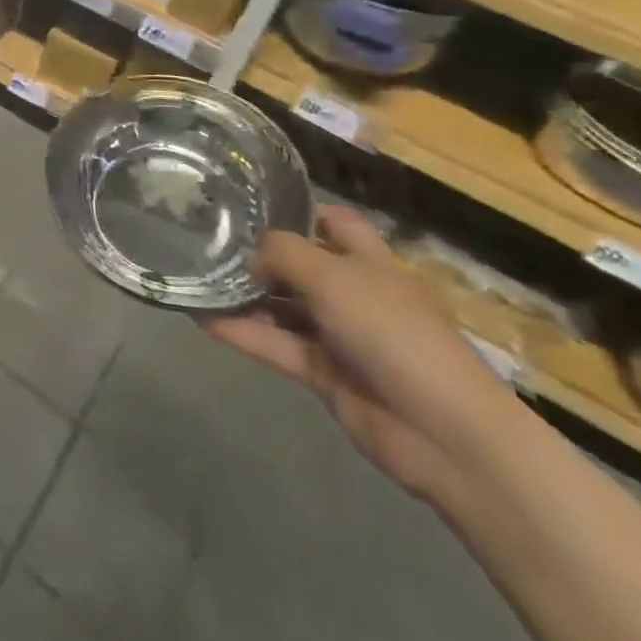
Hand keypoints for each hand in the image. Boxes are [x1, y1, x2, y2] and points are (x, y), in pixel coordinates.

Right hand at [200, 206, 522, 500]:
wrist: (443, 434)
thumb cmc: (394, 333)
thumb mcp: (334, 277)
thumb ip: (284, 253)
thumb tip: (252, 258)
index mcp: (371, 263)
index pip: (336, 224)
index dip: (301, 212)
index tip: (253, 207)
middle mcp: (354, 294)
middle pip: (301, 265)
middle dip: (260, 256)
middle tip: (209, 241)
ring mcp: (339, 336)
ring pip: (283, 307)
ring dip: (245, 296)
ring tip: (197, 278)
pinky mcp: (323, 374)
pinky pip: (275, 345)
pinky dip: (243, 333)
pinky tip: (203, 319)